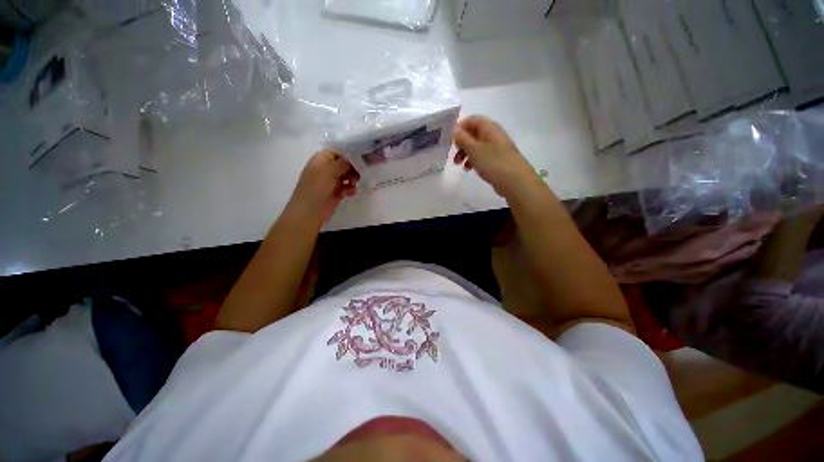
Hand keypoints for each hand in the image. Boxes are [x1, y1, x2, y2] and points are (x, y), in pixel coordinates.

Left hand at [288, 150, 359, 225]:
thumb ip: (343, 163)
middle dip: (353, 169)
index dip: (349, 155)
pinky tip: (350, 193)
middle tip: (358, 175)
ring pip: (348, 176)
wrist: (310, 210)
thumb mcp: (329, 170)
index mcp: (322, 159)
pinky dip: (350, 189)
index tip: (361, 161)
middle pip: (345, 164)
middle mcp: (327, 168)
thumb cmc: (317, 187)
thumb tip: (355, 159)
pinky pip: (348, 187)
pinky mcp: (337, 192)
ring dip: (353, 179)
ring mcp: (332, 181)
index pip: (338, 152)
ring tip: (353, 185)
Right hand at [453, 115, 537, 196]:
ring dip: (466, 154)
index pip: (472, 120)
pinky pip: (482, 156)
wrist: (515, 181)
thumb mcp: (474, 150)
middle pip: (473, 133)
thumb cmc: (493, 163)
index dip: (459, 127)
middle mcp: (493, 135)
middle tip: (453, 155)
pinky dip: (473, 160)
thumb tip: (455, 130)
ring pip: (476, 146)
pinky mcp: (497, 160)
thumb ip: (462, 139)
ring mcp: (496, 148)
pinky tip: (469, 169)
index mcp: (489, 128)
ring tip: (459, 165)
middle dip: (461, 143)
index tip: (450, 139)